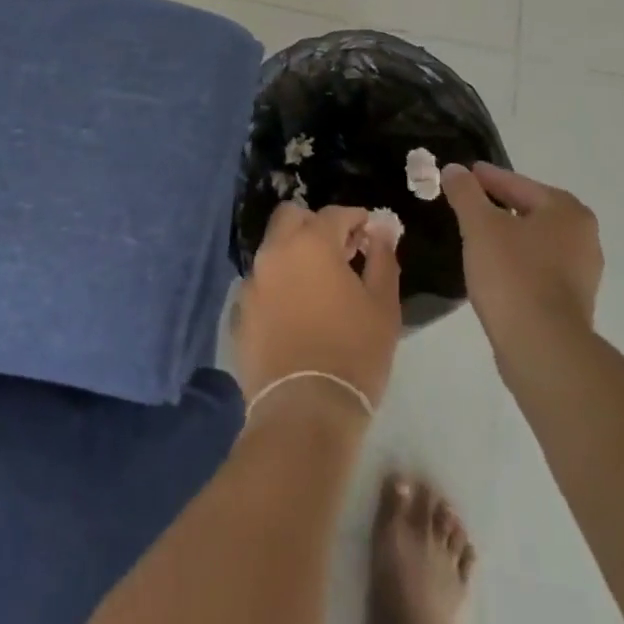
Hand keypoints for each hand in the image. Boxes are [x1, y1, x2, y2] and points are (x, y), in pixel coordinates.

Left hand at [233, 203, 402, 415]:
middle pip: (291, 217)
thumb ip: (383, 259)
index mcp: (311, 243)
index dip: (357, 219)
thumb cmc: (353, 353)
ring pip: (273, 249)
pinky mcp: (240, 311)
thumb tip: (383, 231)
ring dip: (295, 253)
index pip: (335, 213)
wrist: (304, 410)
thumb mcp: (383, 305)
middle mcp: (275, 252)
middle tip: (340, 251)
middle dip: (316, 225)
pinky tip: (297, 310)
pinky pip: (262, 283)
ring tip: (319, 283)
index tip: (371, 235)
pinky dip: (279, 284)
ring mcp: (253, 281)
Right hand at [441, 162, 602, 373]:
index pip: (517, 183)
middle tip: (465, 204)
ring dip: (506, 236)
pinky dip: (515, 262)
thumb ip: (465, 192)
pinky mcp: (571, 302)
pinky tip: (492, 269)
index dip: (486, 178)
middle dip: (497, 206)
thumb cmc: (513, 275)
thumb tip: (454, 169)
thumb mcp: (479, 225)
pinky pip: (536, 268)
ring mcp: (581, 272)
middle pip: (529, 210)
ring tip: (474, 237)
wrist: (542, 348)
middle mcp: (583, 237)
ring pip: (533, 241)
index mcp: (567, 211)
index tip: (461, 175)